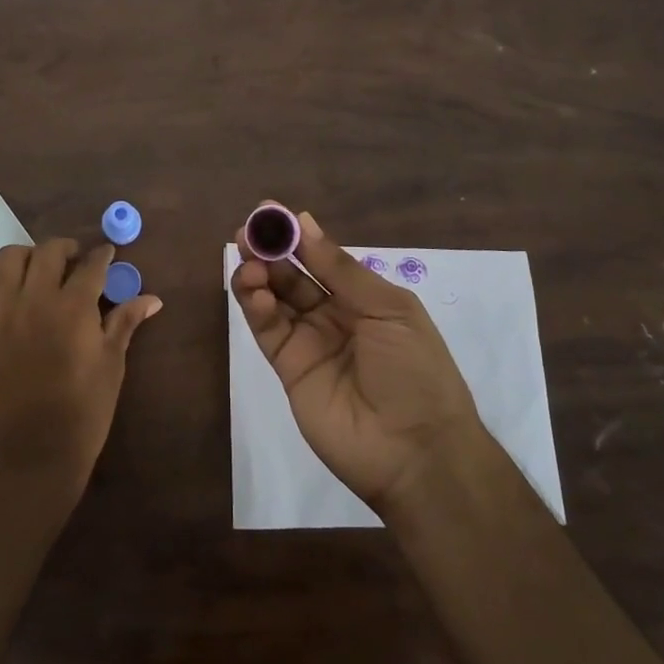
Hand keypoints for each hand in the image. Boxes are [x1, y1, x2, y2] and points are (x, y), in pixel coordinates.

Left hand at [0, 239, 161, 501]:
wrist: (33, 453)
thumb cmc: (84, 411)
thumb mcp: (112, 364)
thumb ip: (125, 322)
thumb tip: (152, 299)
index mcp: (74, 307)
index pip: (91, 264)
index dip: (102, 255)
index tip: (108, 254)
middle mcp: (36, 300)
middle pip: (48, 250)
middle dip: (67, 248)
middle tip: (76, 261)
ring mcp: (2, 314)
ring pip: (8, 258)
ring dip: (28, 257)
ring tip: (40, 273)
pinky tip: (8, 295)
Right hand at [230, 209, 486, 517]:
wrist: (416, 451)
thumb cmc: (414, 370)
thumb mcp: (388, 309)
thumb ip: (341, 269)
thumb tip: (305, 223)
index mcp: (364, 298)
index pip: (321, 258)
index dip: (296, 236)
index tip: (269, 211)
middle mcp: (333, 315)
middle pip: (293, 276)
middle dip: (270, 251)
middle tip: (246, 233)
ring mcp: (309, 343)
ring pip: (275, 299)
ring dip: (258, 276)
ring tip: (247, 261)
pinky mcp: (288, 369)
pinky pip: (268, 330)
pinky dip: (256, 307)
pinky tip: (252, 289)